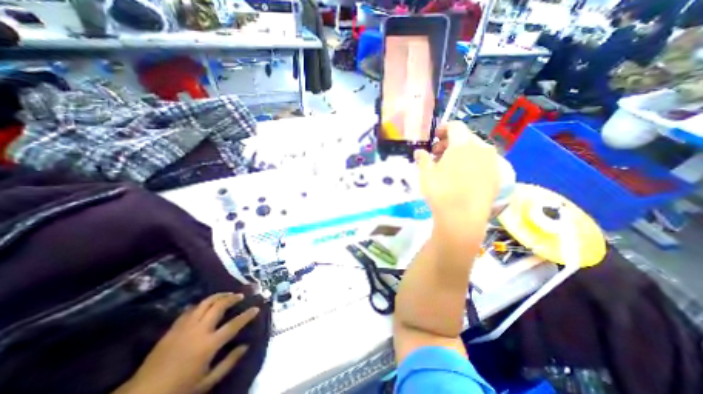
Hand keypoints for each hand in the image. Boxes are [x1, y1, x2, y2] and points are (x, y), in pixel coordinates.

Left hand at [114, 293, 258, 393]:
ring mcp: (185, 326)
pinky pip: (191, 309)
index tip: (256, 308)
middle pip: (219, 306)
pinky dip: (202, 304)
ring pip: (205, 302)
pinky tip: (206, 305)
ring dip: (219, 296)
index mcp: (209, 344)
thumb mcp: (207, 382)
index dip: (247, 315)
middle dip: (232, 298)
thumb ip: (229, 362)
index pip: (234, 324)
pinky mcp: (174, 327)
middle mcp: (199, 330)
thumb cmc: (179, 390)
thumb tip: (246, 346)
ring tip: (227, 295)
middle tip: (240, 295)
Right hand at [416, 121, 499, 227]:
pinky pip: (483, 162)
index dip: (443, 129)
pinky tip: (463, 176)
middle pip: (466, 137)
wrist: (463, 217)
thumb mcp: (426, 174)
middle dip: (450, 143)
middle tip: (437, 155)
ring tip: (449, 166)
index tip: (434, 138)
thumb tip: (418, 151)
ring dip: (461, 153)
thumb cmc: (441, 191)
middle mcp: (481, 148)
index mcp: (462, 144)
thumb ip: (423, 158)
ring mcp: (492, 162)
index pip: (455, 126)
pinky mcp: (497, 176)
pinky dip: (472, 163)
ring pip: (476, 150)